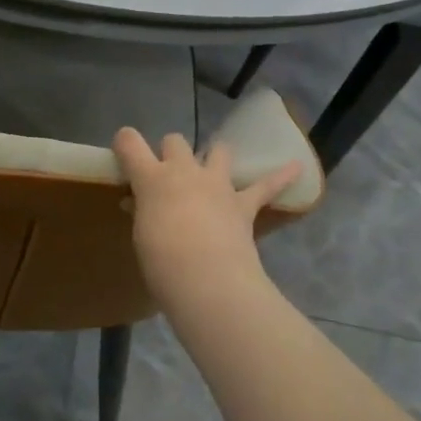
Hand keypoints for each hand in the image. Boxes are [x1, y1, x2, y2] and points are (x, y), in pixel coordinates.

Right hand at [112, 129, 300, 308]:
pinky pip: (266, 186)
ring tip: (212, 164)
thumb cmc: (161, 261)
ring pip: (217, 150)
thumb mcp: (141, 235)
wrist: (206, 279)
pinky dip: (282, 176)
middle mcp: (184, 171)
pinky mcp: (243, 204)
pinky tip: (297, 168)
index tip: (123, 150)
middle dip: (170, 152)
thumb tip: (137, 204)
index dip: (125, 142)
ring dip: (213, 155)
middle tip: (166, 174)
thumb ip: (142, 213)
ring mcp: (216, 184)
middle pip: (175, 142)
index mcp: (152, 179)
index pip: (130, 143)